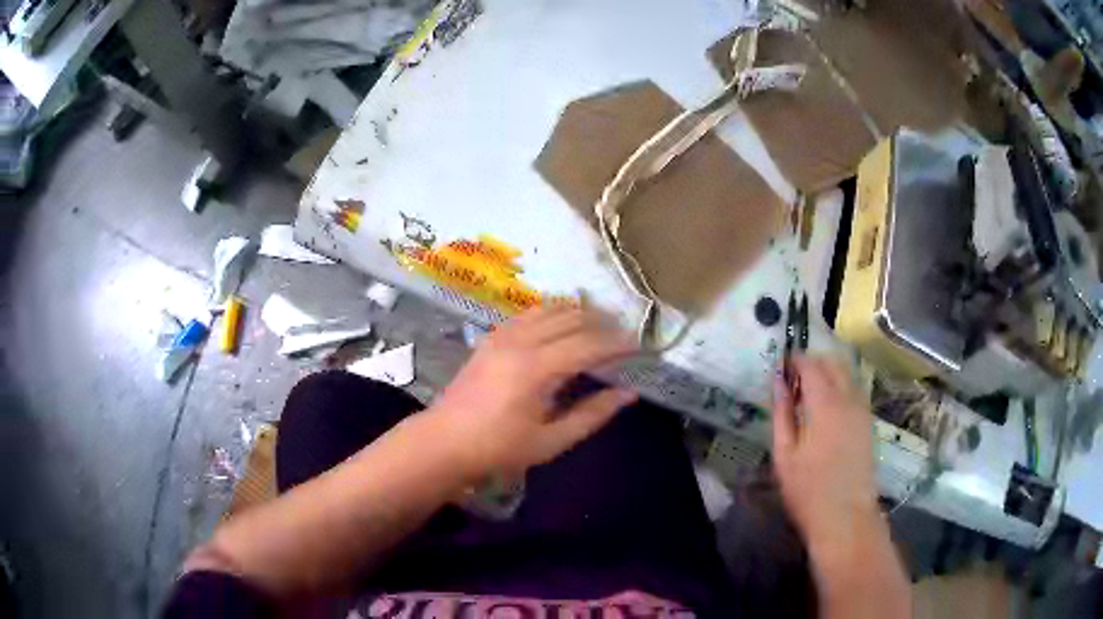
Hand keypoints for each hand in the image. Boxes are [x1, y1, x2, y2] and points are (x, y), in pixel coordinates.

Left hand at [428, 305, 638, 478]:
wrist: (445, 442)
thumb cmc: (499, 449)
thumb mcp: (551, 441)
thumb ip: (592, 414)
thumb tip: (628, 394)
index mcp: (537, 369)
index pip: (589, 345)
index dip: (617, 343)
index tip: (639, 345)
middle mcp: (521, 342)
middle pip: (571, 319)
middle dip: (602, 323)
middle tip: (623, 335)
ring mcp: (503, 335)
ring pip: (549, 309)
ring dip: (578, 312)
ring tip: (600, 325)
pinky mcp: (491, 337)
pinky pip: (528, 313)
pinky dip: (552, 312)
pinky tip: (561, 323)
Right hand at [772, 356, 879, 543]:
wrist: (846, 516)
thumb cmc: (808, 490)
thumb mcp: (785, 453)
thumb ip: (782, 412)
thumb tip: (777, 380)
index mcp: (826, 403)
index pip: (811, 364)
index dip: (794, 360)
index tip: (780, 366)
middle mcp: (849, 398)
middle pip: (833, 362)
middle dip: (812, 362)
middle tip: (792, 380)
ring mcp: (863, 409)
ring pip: (847, 374)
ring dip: (827, 373)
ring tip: (808, 395)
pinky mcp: (868, 422)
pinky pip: (854, 390)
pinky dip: (839, 387)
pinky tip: (826, 410)